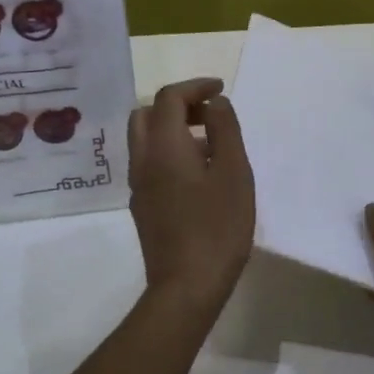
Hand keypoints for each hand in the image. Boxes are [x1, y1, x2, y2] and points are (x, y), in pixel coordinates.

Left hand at [129, 78, 255, 309]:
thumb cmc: (218, 227)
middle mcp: (142, 160)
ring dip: (172, 130)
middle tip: (209, 114)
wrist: (186, 286)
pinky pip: (149, 163)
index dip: (194, 87)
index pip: (169, 98)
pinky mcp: (142, 206)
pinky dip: (169, 152)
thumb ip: (225, 130)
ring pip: (145, 140)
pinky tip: (199, 176)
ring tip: (211, 145)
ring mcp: (138, 185)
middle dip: (177, 105)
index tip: (219, 89)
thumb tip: (215, 103)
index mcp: (164, 146)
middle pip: (147, 115)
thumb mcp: (235, 172)